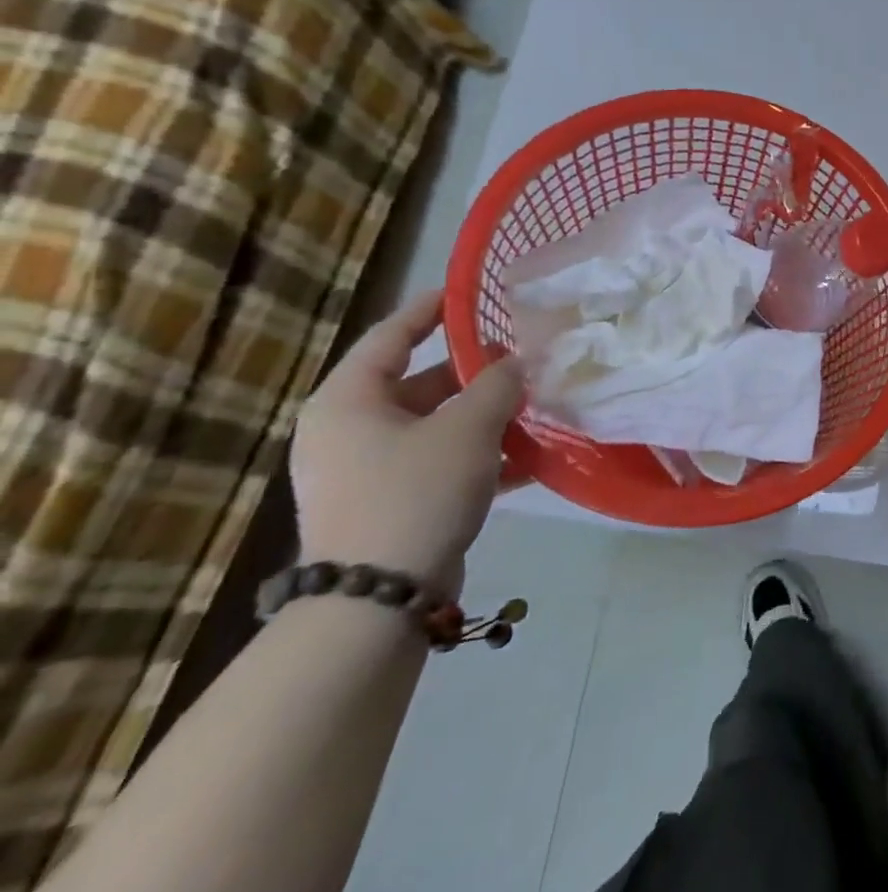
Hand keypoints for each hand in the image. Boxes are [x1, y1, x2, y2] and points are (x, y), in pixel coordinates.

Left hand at [290, 288, 523, 595]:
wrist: (379, 598)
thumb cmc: (415, 493)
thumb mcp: (468, 429)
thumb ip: (498, 385)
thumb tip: (517, 362)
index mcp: (348, 401)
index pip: (390, 336)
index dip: (430, 310)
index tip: (469, 293)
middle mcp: (348, 430)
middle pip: (420, 384)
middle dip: (476, 375)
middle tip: (524, 362)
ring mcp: (366, 470)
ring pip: (436, 426)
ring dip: (485, 418)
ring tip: (536, 408)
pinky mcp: (388, 503)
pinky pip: (439, 462)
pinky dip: (478, 456)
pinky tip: (528, 459)